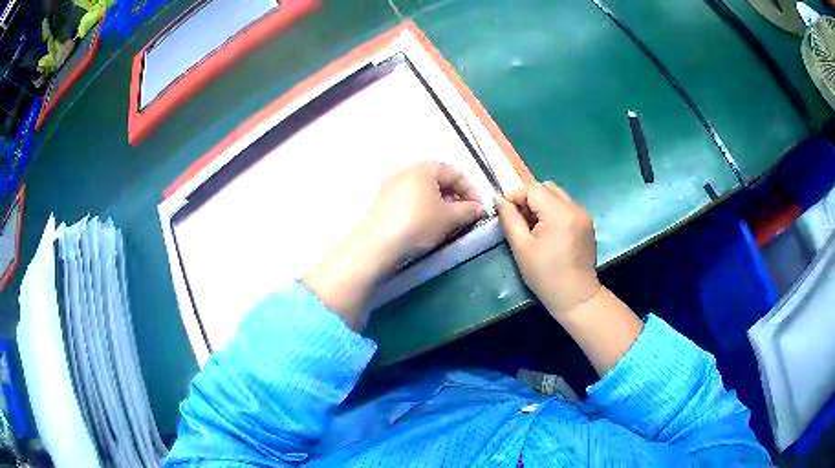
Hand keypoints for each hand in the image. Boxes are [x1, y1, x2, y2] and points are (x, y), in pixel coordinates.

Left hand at [364, 160, 485, 261]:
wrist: (376, 244)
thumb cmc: (418, 224)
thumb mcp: (449, 218)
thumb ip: (468, 211)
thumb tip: (479, 208)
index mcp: (425, 168)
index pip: (456, 173)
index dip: (472, 191)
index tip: (478, 211)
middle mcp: (406, 171)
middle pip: (438, 180)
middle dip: (455, 198)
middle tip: (463, 217)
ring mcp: (391, 186)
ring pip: (423, 191)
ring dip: (439, 205)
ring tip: (445, 224)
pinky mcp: (382, 202)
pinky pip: (410, 200)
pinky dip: (423, 209)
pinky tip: (425, 227)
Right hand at [497, 182, 601, 317]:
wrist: (576, 297)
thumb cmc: (546, 276)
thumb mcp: (521, 248)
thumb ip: (510, 219)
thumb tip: (500, 200)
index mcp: (560, 213)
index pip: (533, 189)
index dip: (515, 195)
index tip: (504, 210)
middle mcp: (575, 208)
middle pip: (547, 187)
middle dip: (529, 197)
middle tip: (518, 217)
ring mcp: (583, 215)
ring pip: (557, 195)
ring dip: (541, 203)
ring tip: (532, 225)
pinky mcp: (586, 223)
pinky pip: (566, 206)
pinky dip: (553, 211)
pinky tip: (547, 231)